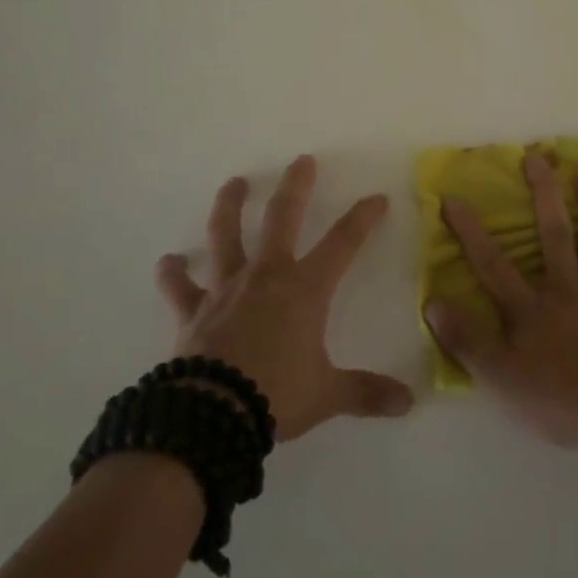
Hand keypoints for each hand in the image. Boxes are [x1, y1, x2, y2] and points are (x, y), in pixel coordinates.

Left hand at [155, 155, 414, 441]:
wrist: (212, 416)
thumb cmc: (276, 396)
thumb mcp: (328, 395)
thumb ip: (367, 393)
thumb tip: (409, 403)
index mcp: (305, 289)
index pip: (343, 243)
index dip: (362, 219)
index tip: (377, 198)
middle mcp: (266, 276)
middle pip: (283, 218)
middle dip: (296, 187)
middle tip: (301, 161)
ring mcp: (226, 289)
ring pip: (226, 235)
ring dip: (230, 206)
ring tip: (234, 183)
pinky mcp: (194, 312)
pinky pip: (180, 288)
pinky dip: (173, 274)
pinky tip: (168, 262)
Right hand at [425, 152, 577, 450]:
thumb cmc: (559, 398)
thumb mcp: (500, 376)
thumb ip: (466, 339)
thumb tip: (433, 301)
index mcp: (530, 308)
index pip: (492, 264)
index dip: (470, 232)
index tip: (453, 198)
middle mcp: (567, 292)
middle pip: (554, 236)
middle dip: (544, 194)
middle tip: (540, 156)